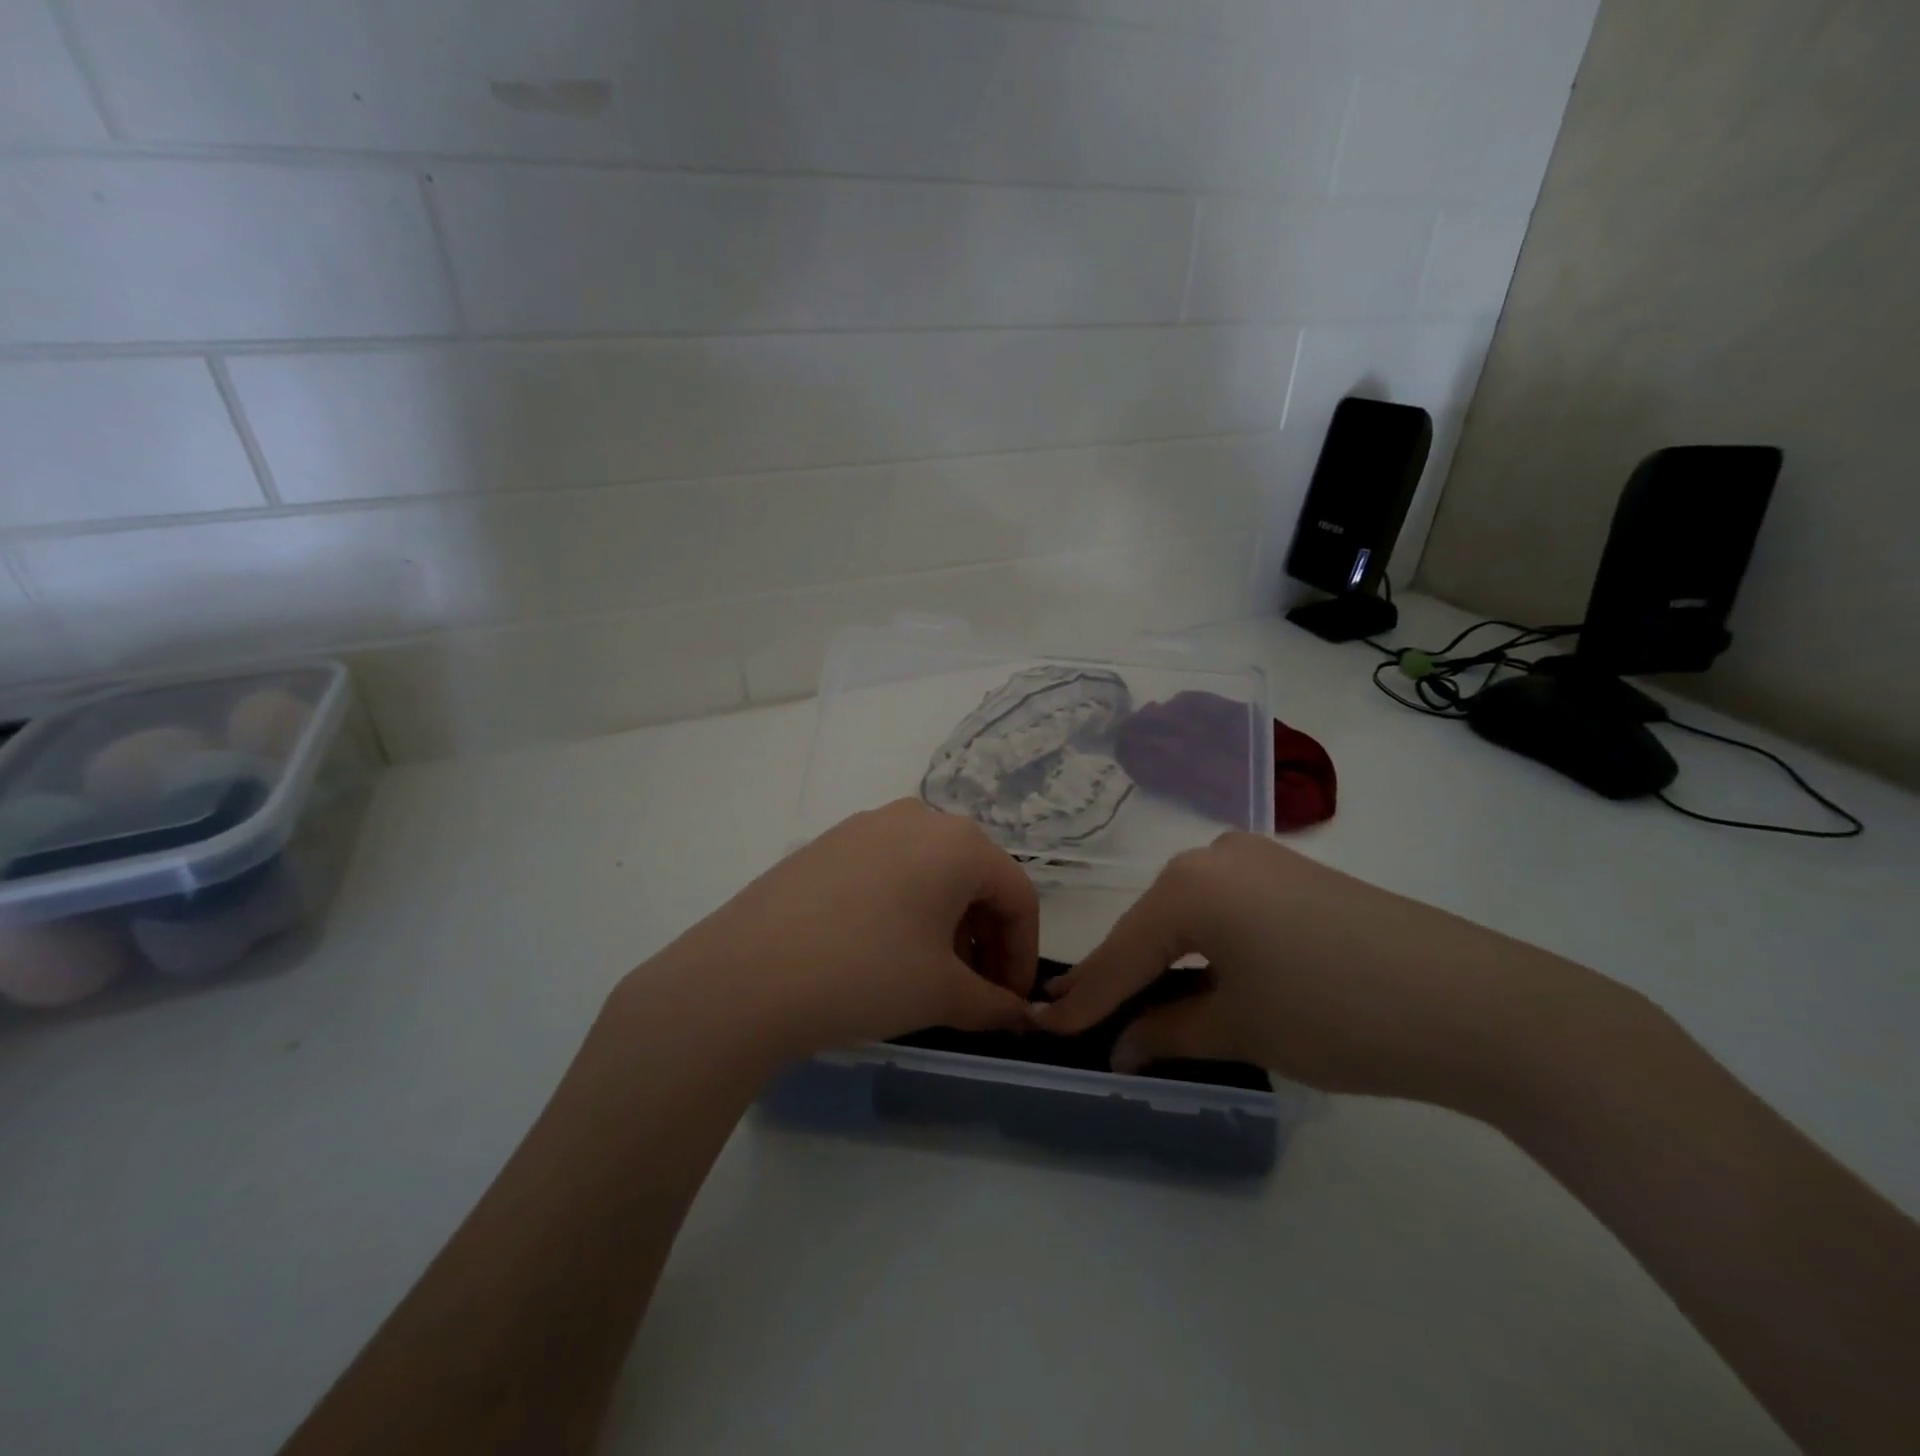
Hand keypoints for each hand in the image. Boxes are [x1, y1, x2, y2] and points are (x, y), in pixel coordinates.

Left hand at [622, 799, 1039, 1066]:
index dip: (1023, 954)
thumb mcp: (942, 994)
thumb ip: (994, 1004)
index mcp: (959, 842)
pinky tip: (884, 949)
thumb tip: (1021, 1018)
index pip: (1017, 896)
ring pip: (931, 872)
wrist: (745, 975)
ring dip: (946, 923)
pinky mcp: (829, 842)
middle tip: (976, 990)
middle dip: (985, 938)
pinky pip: (889, 869)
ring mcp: (867, 825)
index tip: (1013, 1002)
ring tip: (932, 974)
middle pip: (975, 878)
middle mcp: (918, 817)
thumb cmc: (866, 974)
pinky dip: (906, 906)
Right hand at [1031, 831, 1605, 1108]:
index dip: (1082, 999)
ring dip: (1162, 959)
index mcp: (1189, 885)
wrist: (1476, 1002)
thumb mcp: (1240, 1028)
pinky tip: (1198, 974)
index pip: (1121, 952)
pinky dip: (1204, 945)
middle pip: (1150, 926)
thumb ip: (1166, 1033)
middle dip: (1119, 976)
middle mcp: (1213, 854)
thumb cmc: (1337, 1014)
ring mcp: (1257, 858)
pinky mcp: (1291, 873)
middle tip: (1081, 1017)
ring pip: (1186, 915)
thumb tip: (1118, 1049)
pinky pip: (1224, 909)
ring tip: (1132, 1002)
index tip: (1041, 1027)